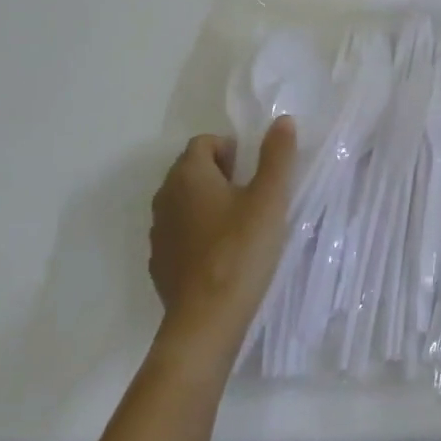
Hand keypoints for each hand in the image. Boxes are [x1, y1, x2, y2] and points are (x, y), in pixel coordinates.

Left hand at [148, 117, 295, 362]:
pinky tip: (222, 255)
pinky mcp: (160, 263)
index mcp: (188, 175)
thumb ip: (277, 156)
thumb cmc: (241, 250)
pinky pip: (179, 234)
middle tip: (252, 196)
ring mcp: (158, 232)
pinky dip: (198, 234)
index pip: (203, 142)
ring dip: (208, 204)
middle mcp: (165, 197)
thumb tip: (282, 120)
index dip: (231, 150)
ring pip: (184, 203)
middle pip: (191, 171)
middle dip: (220, 175)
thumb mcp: (269, 199)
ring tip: (239, 225)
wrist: (206, 320)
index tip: (253, 172)